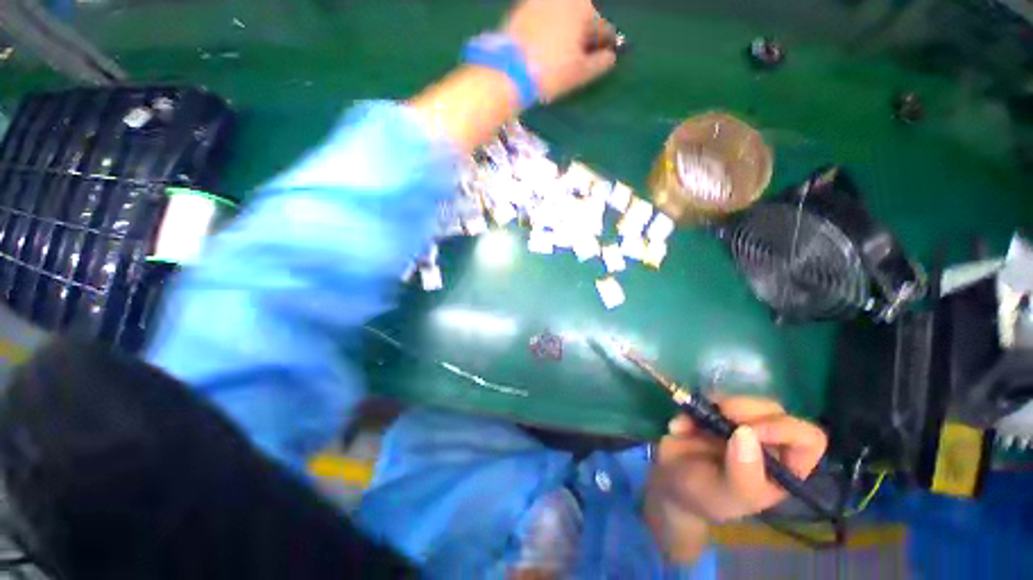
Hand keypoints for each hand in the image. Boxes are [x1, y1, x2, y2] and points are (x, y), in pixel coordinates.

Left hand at [503, 0, 617, 101]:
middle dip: (585, 36)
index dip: (605, 45)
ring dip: (567, 33)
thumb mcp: (580, 72)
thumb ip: (601, 63)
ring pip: (563, 17)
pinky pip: (543, 19)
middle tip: (583, 57)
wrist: (509, 69)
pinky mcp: (521, 9)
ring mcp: (540, 0)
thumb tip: (610, 57)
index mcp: (584, 7)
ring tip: (564, 55)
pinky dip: (549, 30)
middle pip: (582, 19)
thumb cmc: (551, 71)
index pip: (603, 28)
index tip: (606, 56)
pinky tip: (546, 48)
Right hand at [644, 397, 826, 560]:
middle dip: (743, 409)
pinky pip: (709, 397)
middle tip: (719, 416)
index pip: (807, 438)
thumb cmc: (706, 497)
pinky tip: (679, 427)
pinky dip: (692, 407)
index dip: (783, 428)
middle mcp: (767, 443)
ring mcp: (740, 425)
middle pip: (773, 410)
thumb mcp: (727, 496)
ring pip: (742, 399)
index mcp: (784, 468)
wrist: (670, 484)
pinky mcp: (714, 412)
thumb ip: (742, 474)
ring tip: (691, 425)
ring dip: (714, 405)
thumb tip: (746, 433)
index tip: (748, 431)